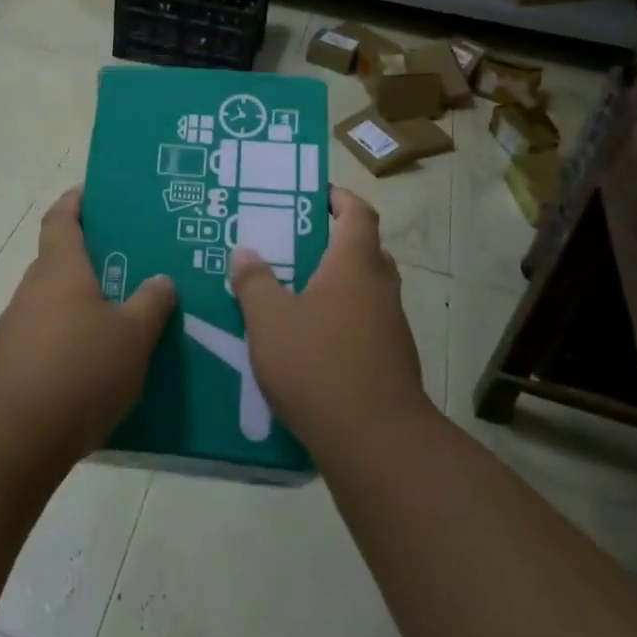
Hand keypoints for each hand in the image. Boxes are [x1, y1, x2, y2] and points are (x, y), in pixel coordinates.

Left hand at [0, 187, 177, 468]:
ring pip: (54, 302)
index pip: (61, 219)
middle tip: (131, 264)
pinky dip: (70, 339)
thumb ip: (151, 304)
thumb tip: (161, 280)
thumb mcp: (133, 336)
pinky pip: (47, 338)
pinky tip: (97, 366)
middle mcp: (33, 290)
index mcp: (60, 269)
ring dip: (82, 304)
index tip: (93, 192)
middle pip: (59, 261)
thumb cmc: (79, 370)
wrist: (12, 438)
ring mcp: (17, 328)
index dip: (75, 201)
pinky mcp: (11, 364)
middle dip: (91, 259)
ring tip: (122, 318)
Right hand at [230, 187, 427, 457]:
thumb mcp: (269, 320)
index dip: (339, 198)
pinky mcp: (391, 360)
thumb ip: (254, 282)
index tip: (313, 195)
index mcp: (354, 264)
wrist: (375, 442)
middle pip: (364, 249)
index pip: (359, 213)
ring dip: (335, 284)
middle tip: (293, 245)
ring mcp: (391, 326)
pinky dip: (341, 319)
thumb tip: (245, 252)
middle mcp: (380, 287)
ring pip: (364, 289)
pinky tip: (308, 341)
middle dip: (332, 242)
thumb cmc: (318, 365)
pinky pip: (364, 322)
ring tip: (292, 292)